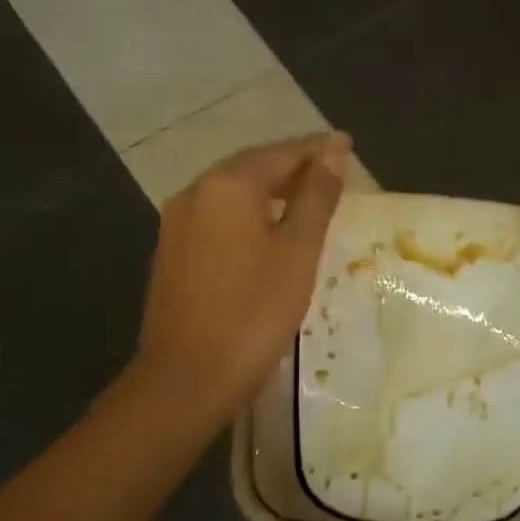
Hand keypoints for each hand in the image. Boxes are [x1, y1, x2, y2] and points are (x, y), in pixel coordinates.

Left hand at [135, 133, 350, 422]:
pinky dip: (248, 214)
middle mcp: (195, 193)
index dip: (317, 149)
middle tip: (331, 168)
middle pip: (252, 168)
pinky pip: (218, 218)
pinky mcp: (173, 253)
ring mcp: (178, 224)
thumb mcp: (297, 253)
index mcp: (227, 186)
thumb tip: (334, 152)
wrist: (188, 377)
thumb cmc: (253, 313)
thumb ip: (315, 198)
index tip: (346, 143)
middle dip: (292, 165)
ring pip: (232, 194)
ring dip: (269, 190)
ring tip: (306, 197)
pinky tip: (267, 230)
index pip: (281, 154)